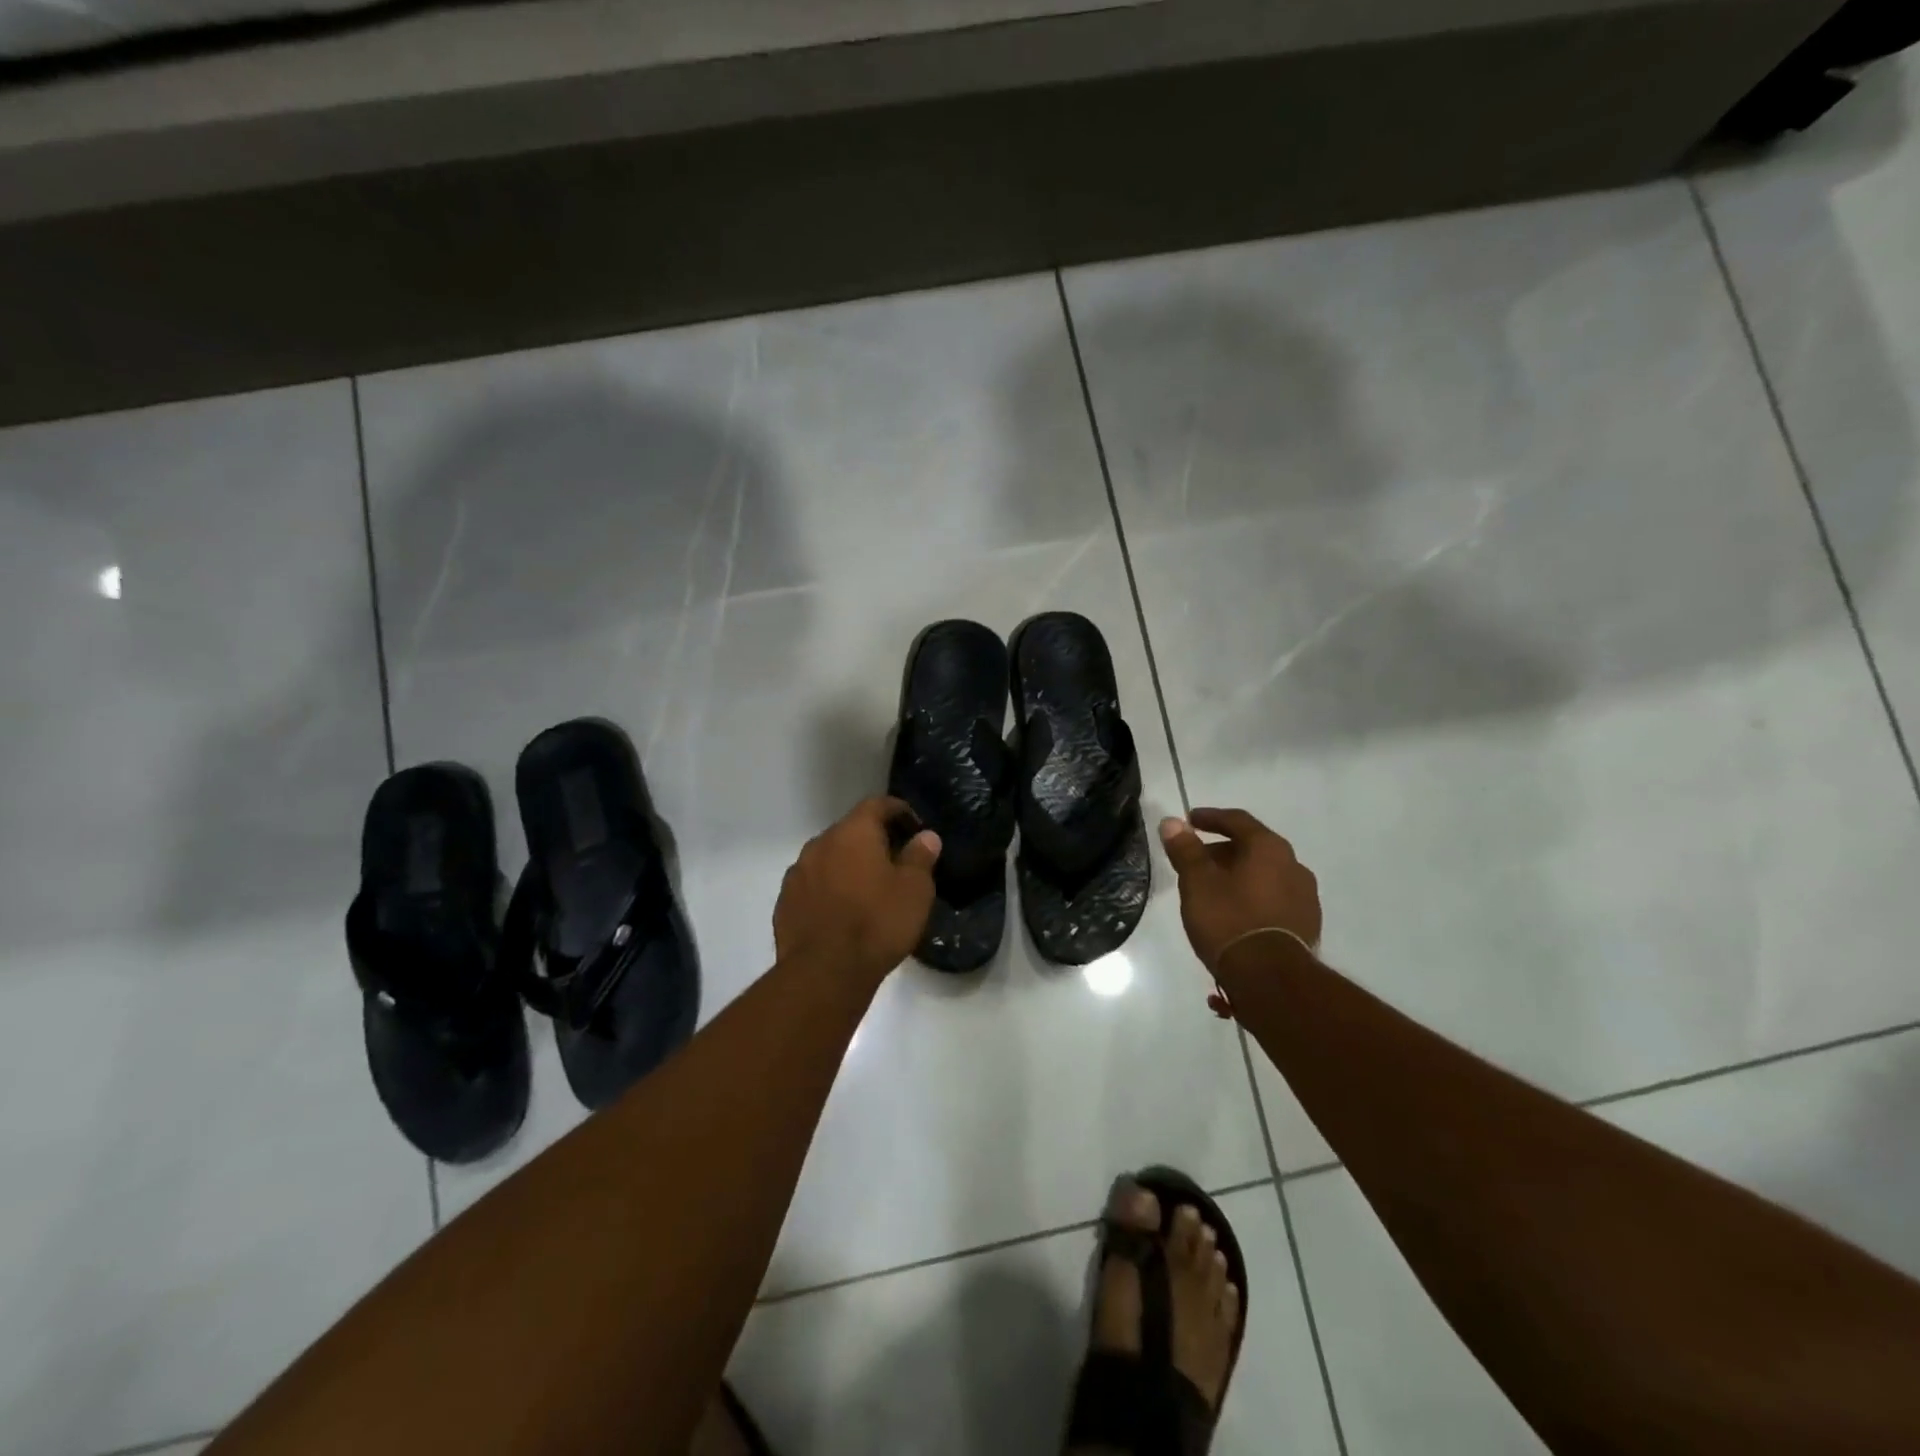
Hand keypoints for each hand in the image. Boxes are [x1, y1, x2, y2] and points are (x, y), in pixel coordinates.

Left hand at [774, 797, 941, 987]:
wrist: (824, 972)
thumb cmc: (877, 923)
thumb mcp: (914, 890)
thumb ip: (920, 857)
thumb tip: (926, 836)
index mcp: (853, 832)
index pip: (877, 804)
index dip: (898, 811)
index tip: (914, 826)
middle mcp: (820, 843)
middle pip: (850, 830)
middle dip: (872, 840)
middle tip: (895, 861)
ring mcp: (797, 872)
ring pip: (829, 857)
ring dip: (847, 865)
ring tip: (867, 889)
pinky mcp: (784, 901)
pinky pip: (813, 884)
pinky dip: (829, 888)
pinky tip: (842, 911)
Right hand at [1159, 808, 1320, 1016]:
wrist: (1271, 980)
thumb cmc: (1229, 920)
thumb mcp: (1197, 882)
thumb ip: (1185, 850)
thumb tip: (1171, 822)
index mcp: (1269, 848)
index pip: (1237, 820)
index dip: (1210, 818)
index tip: (1190, 821)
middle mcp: (1294, 866)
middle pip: (1253, 848)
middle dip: (1222, 852)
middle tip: (1195, 862)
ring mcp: (1305, 897)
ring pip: (1265, 875)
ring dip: (1239, 877)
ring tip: (1212, 892)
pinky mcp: (1307, 925)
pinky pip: (1274, 900)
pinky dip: (1253, 898)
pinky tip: (1235, 915)